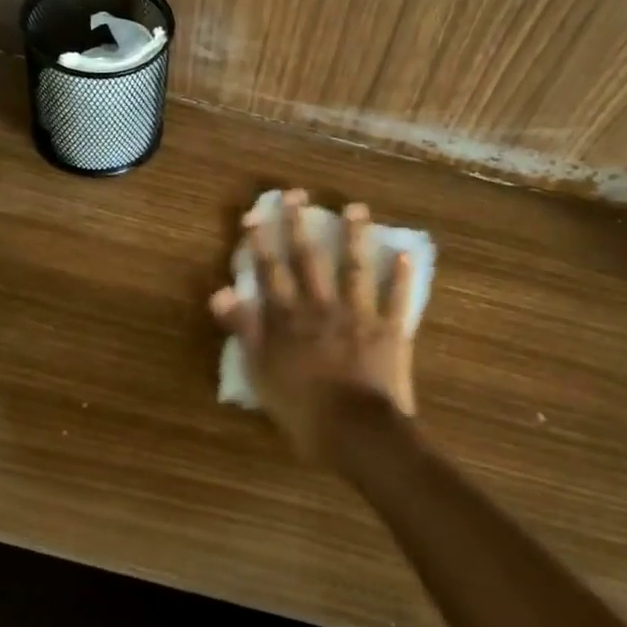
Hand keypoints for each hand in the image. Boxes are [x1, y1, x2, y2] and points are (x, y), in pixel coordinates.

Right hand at [209, 191, 416, 465]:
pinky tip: (406, 251)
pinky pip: (397, 298)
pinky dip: (402, 276)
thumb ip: (244, 329)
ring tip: (356, 208)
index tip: (256, 212)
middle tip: (298, 193)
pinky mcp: (389, 329)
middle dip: (301, 224)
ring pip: (355, 268)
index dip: (261, 241)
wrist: (357, 432)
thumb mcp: (261, 373)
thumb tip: (220, 291)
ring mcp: (358, 315)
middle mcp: (322, 307)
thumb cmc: (302, 410)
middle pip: (310, 260)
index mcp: (289, 319)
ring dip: (355, 236)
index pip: (271, 272)